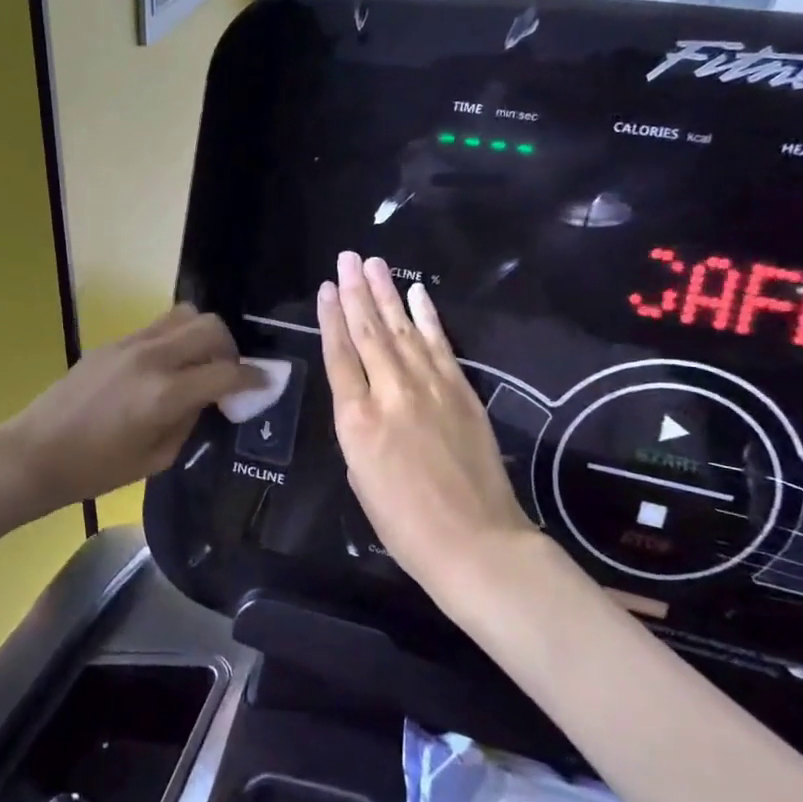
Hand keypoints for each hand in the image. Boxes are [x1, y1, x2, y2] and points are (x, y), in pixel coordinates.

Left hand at [3, 305, 261, 509]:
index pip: (226, 373)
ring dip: (203, 335)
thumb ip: (189, 421)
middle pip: (210, 328)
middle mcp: (152, 358)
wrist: (37, 451)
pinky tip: (170, 366)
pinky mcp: (113, 342)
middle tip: (228, 375)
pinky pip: (158, 326)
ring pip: (184, 315)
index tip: (265, 384)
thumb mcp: (156, 458)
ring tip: (200, 364)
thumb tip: (207, 398)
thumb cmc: (96, 468)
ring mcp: (130, 344)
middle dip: (231, 349)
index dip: (253, 378)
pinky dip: (177, 338)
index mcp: (164, 395)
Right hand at [318, 252, 538, 592]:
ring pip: (402, 330)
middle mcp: (390, 393)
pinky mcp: (462, 391)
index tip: (327, 288)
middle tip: (347, 258)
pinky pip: (440, 345)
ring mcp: (430, 388)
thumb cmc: (404, 525)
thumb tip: (366, 405)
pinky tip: (417, 295)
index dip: (331, 318)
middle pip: (368, 333)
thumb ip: (358, 432)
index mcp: (356, 420)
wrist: (475, 543)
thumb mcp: (360, 479)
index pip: (339, 355)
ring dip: (387, 294)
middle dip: (356, 292)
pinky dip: (428, 317)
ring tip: (374, 264)